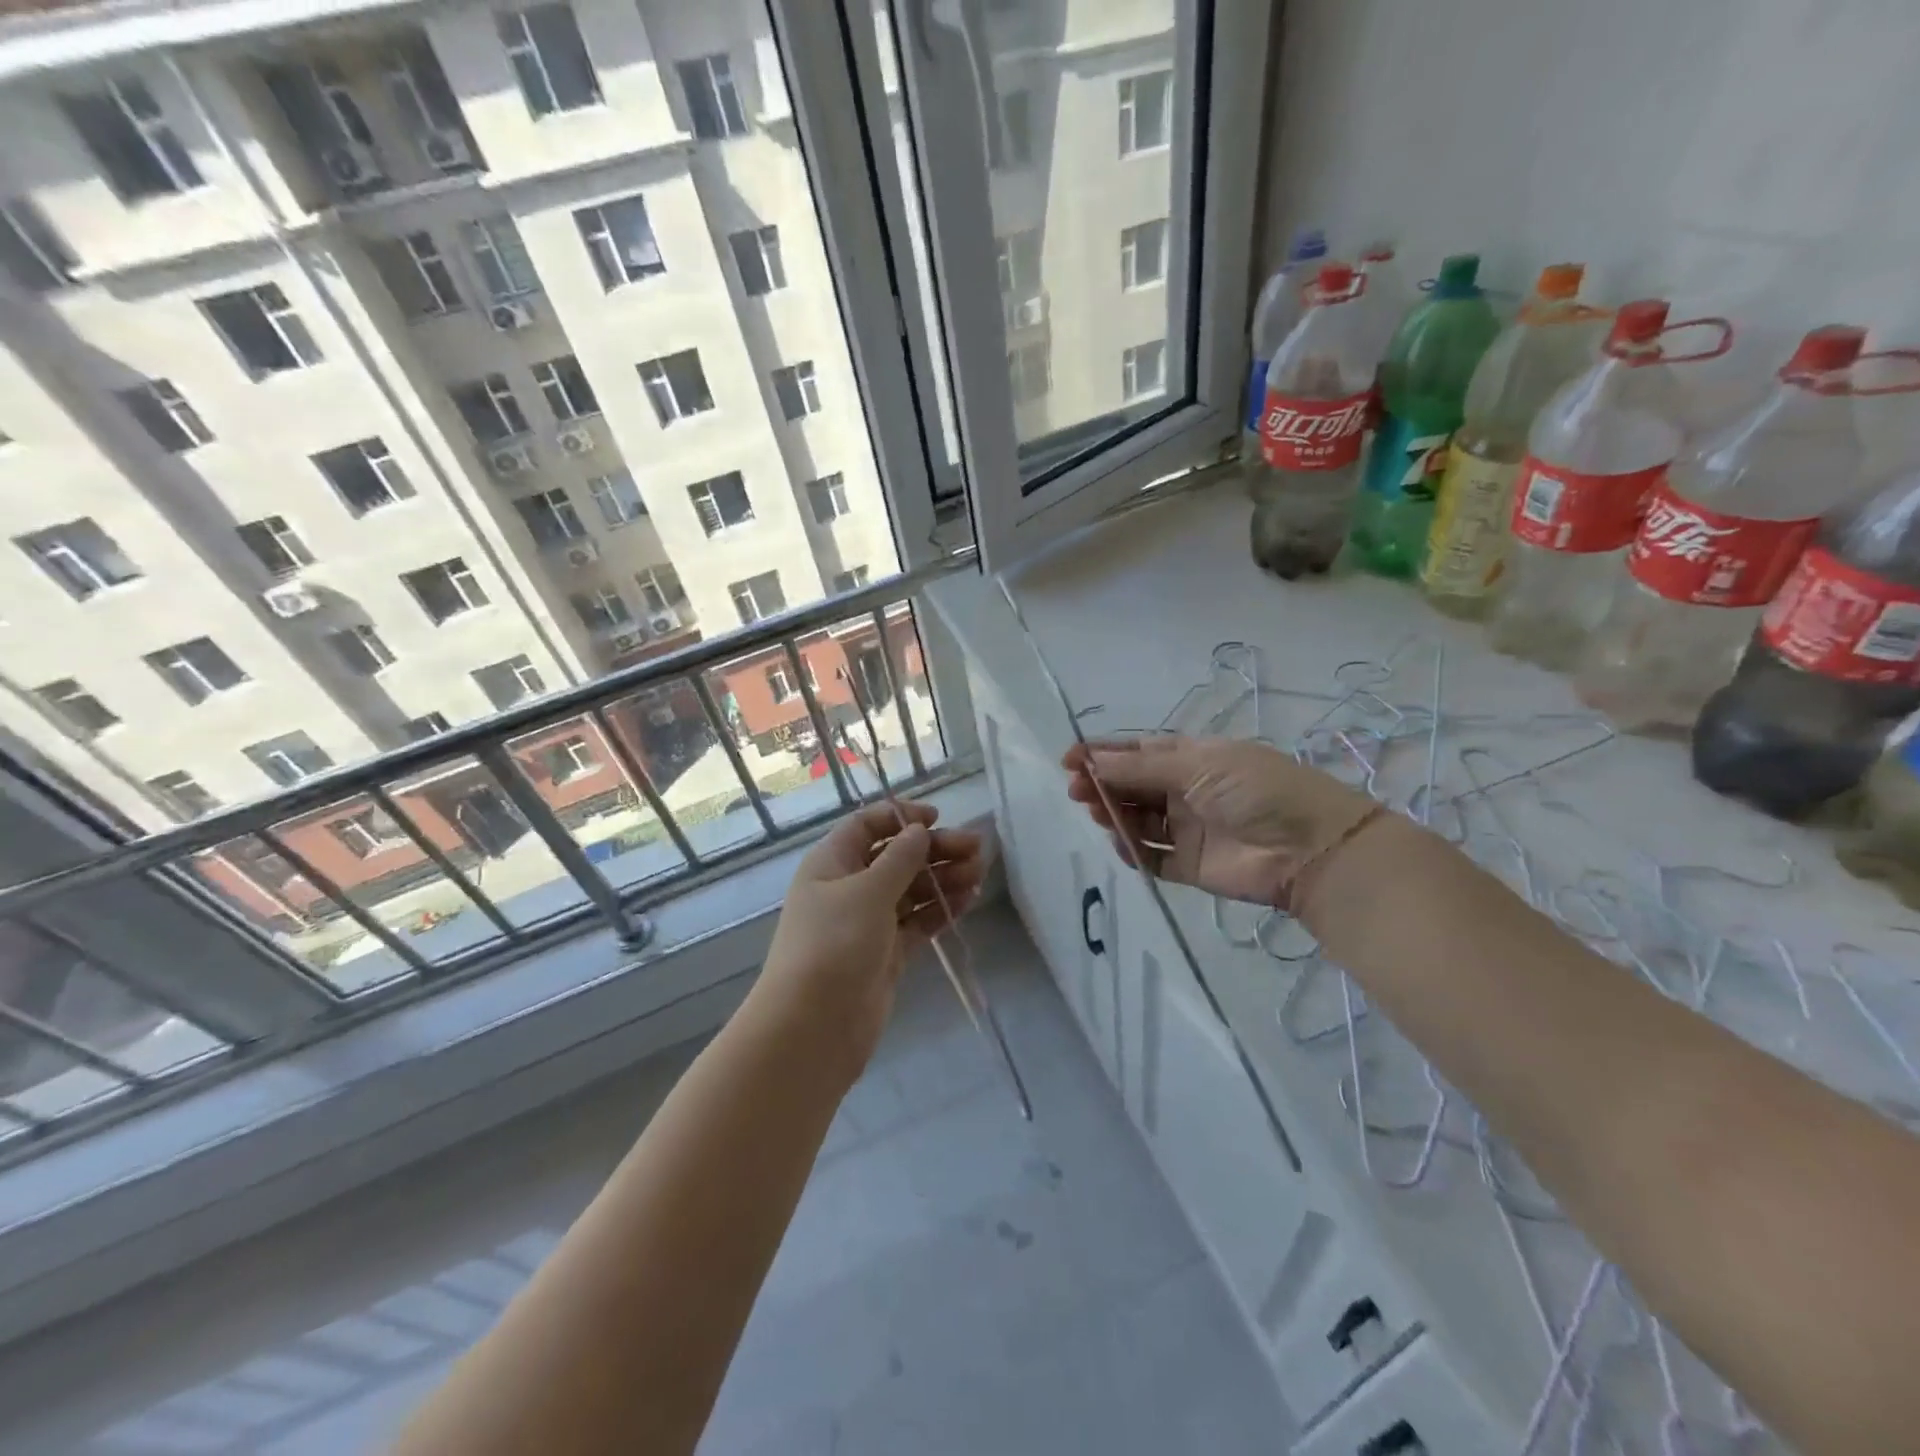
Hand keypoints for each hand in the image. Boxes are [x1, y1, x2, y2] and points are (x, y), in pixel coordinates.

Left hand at [760, 801, 984, 1067]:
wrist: (813, 1028)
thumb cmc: (834, 945)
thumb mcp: (868, 892)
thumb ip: (899, 859)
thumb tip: (918, 831)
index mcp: (831, 863)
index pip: (866, 826)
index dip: (900, 817)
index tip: (937, 819)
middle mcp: (848, 888)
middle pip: (896, 857)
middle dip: (934, 849)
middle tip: (977, 848)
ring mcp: (867, 923)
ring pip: (910, 890)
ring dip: (943, 878)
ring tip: (979, 873)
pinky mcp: (885, 954)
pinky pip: (917, 921)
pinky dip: (940, 910)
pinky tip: (968, 900)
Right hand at [1063, 736, 1375, 906]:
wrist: (1309, 849)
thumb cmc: (1255, 790)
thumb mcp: (1197, 766)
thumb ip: (1141, 769)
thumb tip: (1092, 762)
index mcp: (1192, 758)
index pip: (1138, 752)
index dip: (1103, 754)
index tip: (1069, 760)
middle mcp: (1186, 790)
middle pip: (1132, 786)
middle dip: (1102, 784)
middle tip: (1076, 790)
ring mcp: (1187, 829)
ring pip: (1137, 820)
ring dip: (1112, 814)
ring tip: (1096, 813)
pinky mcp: (1189, 865)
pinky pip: (1151, 857)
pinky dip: (1133, 851)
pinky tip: (1121, 844)